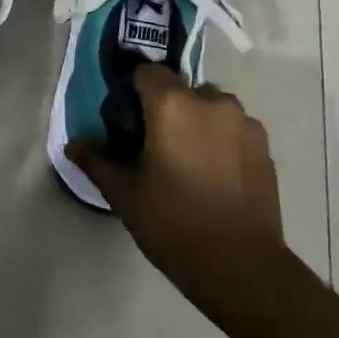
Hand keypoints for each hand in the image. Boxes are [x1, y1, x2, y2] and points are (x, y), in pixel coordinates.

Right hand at [66, 65, 282, 266]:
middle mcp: (210, 101)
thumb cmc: (172, 223)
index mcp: (171, 105)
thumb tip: (73, 145)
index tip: (128, 118)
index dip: (134, 89)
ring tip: (189, 158)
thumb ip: (97, 162)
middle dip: (167, 106)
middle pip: (181, 87)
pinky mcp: (265, 145)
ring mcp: (243, 122)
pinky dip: (222, 138)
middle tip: (156, 143)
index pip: (147, 72)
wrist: (240, 265)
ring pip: (211, 106)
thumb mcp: (124, 194)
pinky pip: (234, 127)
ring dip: (197, 120)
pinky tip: (215, 173)